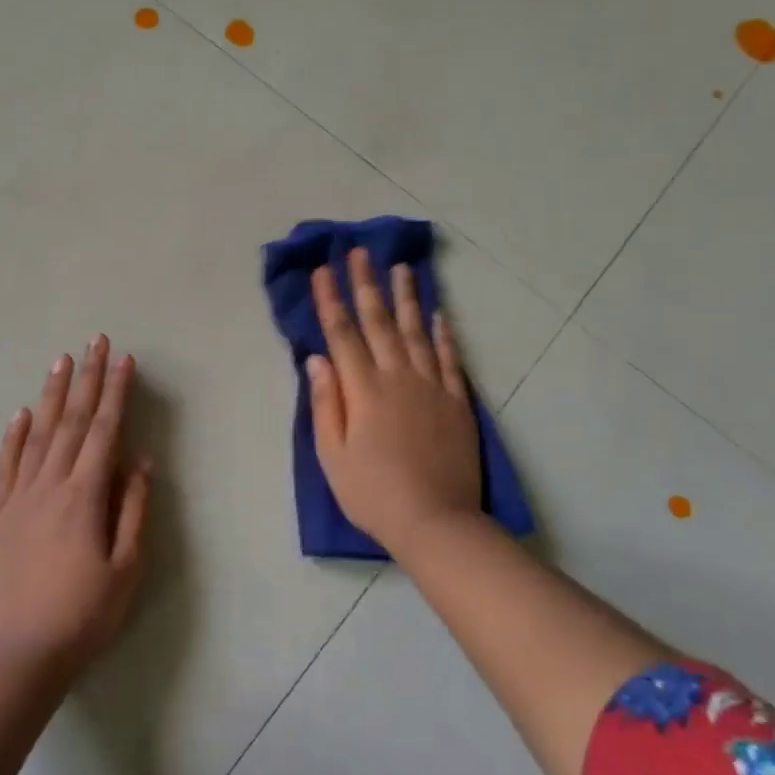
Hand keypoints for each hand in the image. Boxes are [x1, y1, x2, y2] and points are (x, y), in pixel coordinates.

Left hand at [0, 335, 150, 674]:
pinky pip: (5, 465)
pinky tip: (21, 412)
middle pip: (72, 422)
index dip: (116, 392)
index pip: (105, 431)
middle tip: (94, 341)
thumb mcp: (126, 568)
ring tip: (61, 361)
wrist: (20, 652)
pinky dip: (14, 436)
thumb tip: (138, 459)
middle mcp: (50, 485)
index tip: (124, 359)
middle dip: (87, 379)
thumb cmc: (85, 614)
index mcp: (85, 496)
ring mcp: (18, 497)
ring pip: (38, 434)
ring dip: (52, 395)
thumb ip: (133, 509)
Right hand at [308, 248, 481, 553]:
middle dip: (366, 284)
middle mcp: (398, 377)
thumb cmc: (372, 493)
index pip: (342, 334)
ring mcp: (432, 387)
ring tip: (401, 268)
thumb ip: (326, 402)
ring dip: (406, 298)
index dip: (331, 299)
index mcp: (363, 390)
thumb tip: (316, 359)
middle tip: (360, 252)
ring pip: (417, 332)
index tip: (323, 270)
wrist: (435, 522)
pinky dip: (444, 333)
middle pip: (379, 322)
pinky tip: (440, 313)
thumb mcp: (332, 454)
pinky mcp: (457, 402)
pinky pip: (450, 359)